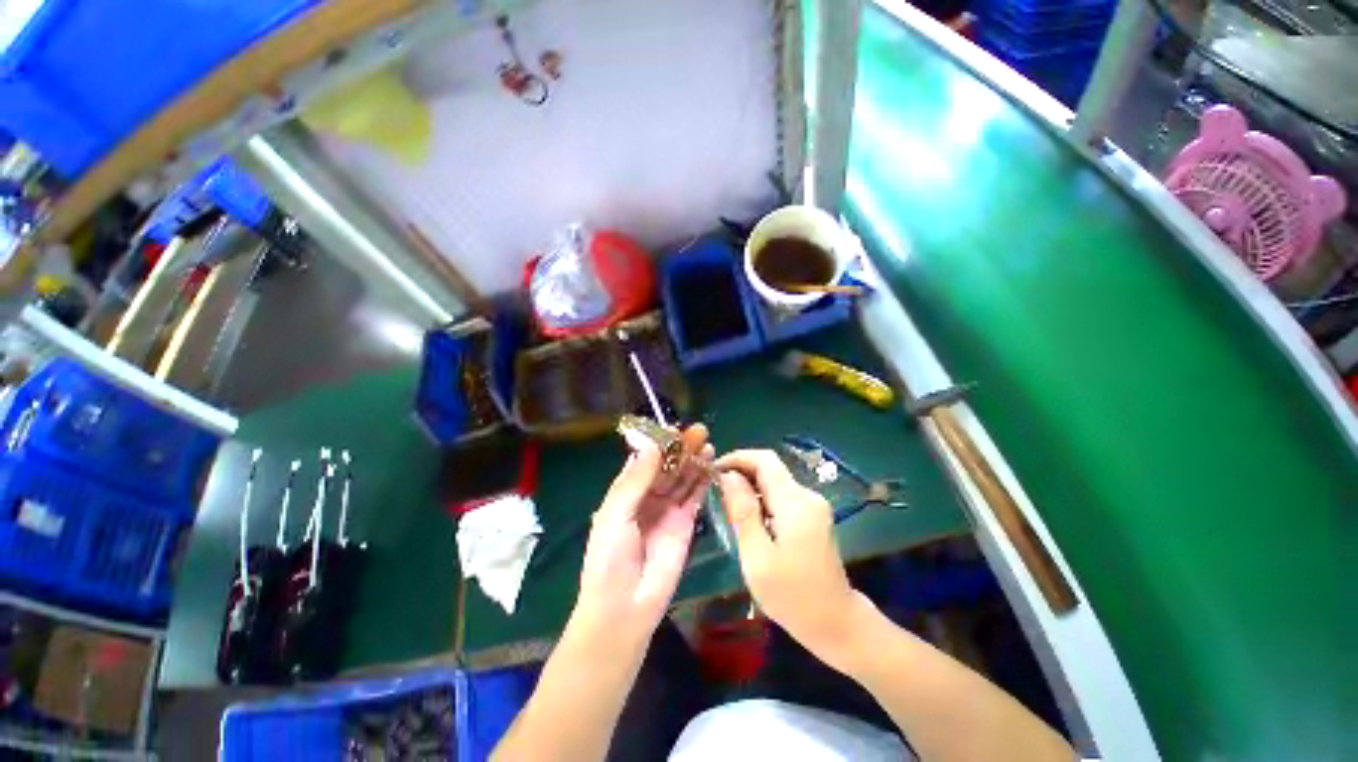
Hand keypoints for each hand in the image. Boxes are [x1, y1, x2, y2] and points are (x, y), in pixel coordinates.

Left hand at [572, 424, 713, 647]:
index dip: (659, 443)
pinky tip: (710, 465)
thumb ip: (636, 480)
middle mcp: (647, 496)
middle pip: (667, 466)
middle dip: (681, 448)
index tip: (674, 428)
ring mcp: (667, 510)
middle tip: (699, 431)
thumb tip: (654, 446)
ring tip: (708, 442)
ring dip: (694, 460)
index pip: (644, 460)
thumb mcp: (616, 514)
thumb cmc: (609, 558)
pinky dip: (702, 480)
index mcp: (626, 491)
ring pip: (683, 478)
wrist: (624, 607)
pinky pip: (695, 496)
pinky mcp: (685, 524)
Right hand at [716, 449, 864, 667]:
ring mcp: (814, 506)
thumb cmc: (793, 596)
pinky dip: (762, 500)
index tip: (714, 470)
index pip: (765, 460)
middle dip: (741, 472)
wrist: (837, 625)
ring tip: (728, 507)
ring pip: (775, 483)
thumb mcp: (757, 556)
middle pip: (770, 469)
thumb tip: (728, 475)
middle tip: (715, 491)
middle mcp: (807, 496)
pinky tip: (750, 521)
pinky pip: (782, 497)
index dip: (737, 458)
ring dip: (750, 488)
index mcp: (795, 502)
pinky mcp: (813, 517)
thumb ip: (742, 511)